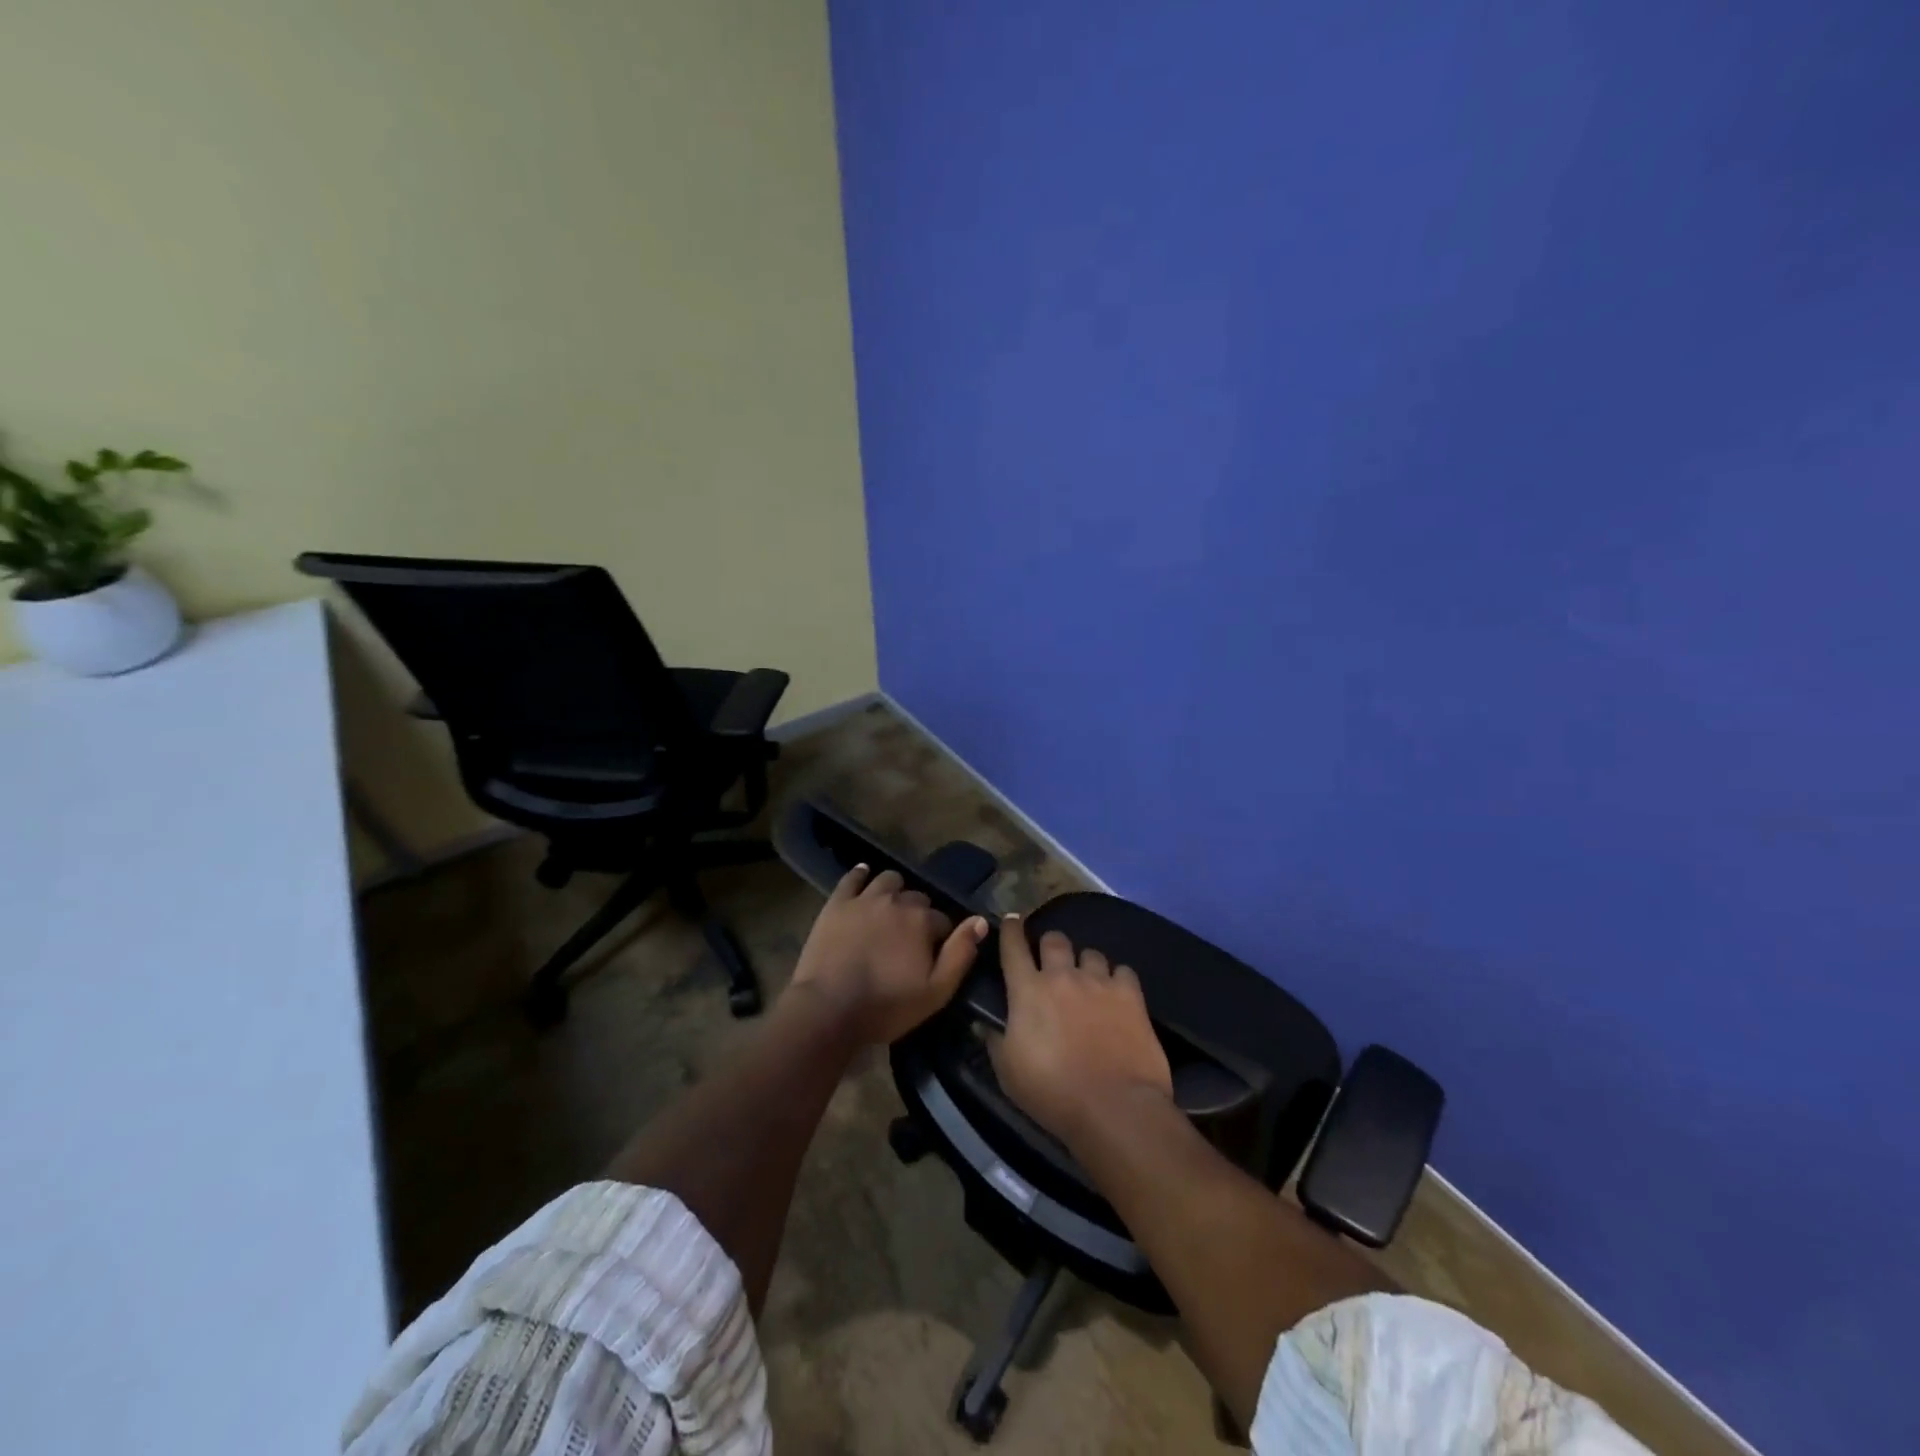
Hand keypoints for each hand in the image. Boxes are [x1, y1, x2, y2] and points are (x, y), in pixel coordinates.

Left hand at [788, 865, 988, 1044]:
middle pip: (917, 898)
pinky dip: (861, 875)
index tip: (932, 954)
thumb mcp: (936, 991)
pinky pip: (852, 878)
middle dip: (918, 913)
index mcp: (922, 921)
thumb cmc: (886, 1006)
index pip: (943, 920)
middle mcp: (897, 901)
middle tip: (909, 937)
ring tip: (890, 909)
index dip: (941, 937)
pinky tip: (863, 876)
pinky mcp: (837, 903)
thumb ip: (961, 953)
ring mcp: (864, 899)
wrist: (828, 1009)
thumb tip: (980, 921)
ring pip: (888, 880)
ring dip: (895, 891)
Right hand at [988, 915, 1173, 1143]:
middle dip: (1050, 945)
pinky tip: (1118, 994)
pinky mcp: (1131, 995)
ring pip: (1090, 953)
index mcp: (1028, 990)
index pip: (1013, 946)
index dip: (1011, 929)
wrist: (1114, 1107)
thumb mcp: (1008, 1073)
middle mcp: (1062, 976)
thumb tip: (983, 1023)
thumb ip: (994, 1040)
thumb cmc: (1052, 1093)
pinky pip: (1123, 971)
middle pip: (1054, 940)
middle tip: (1051, 963)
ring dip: (1085, 964)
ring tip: (1088, 982)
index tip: (1011, 920)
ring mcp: (1099, 982)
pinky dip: (1118, 979)